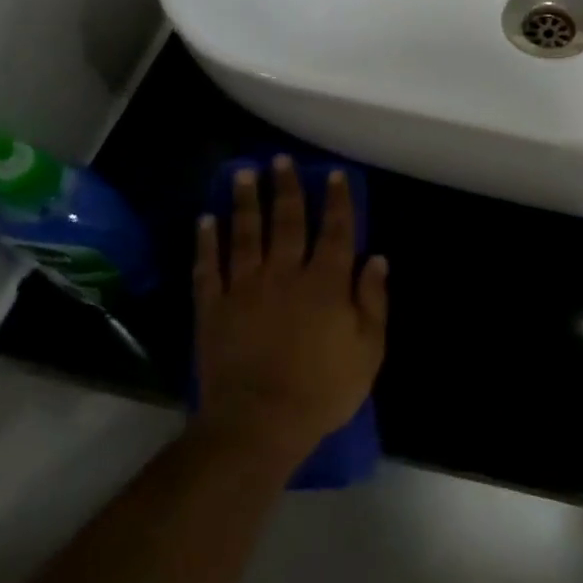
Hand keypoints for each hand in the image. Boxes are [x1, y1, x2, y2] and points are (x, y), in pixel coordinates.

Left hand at [192, 157, 388, 468]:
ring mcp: (245, 288)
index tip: (333, 174)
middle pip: (286, 221)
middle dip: (286, 188)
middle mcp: (285, 274)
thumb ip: (373, 301)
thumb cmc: (323, 389)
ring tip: (242, 173)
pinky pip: (208, 267)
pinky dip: (206, 242)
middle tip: (280, 159)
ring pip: (244, 234)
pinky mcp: (213, 308)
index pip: (335, 231)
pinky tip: (205, 220)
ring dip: (244, 201)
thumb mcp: (368, 350)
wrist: (259, 422)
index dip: (337, 200)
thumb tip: (377, 259)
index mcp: (326, 283)